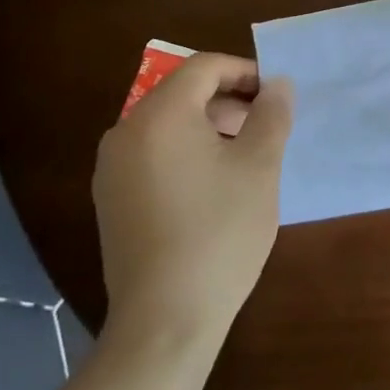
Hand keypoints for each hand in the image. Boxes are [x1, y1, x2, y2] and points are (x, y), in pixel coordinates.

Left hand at [93, 53, 291, 348]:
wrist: (164, 322)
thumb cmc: (219, 233)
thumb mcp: (260, 168)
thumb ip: (271, 115)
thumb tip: (277, 85)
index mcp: (160, 115)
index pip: (204, 67)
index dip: (245, 72)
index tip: (275, 96)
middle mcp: (126, 132)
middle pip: (182, 93)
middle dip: (228, 100)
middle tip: (266, 126)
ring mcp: (112, 168)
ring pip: (167, 124)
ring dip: (209, 126)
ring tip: (245, 155)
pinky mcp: (111, 199)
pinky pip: (153, 153)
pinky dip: (185, 152)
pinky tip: (213, 185)